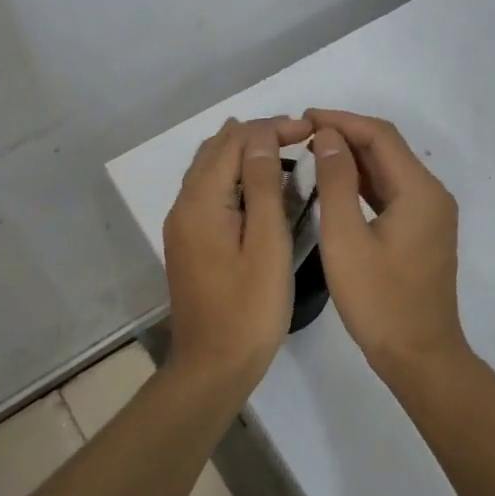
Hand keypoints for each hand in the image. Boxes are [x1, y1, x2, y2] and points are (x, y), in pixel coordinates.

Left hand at [163, 115, 312, 383]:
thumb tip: (261, 136)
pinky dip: (236, 178)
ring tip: (288, 156)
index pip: (234, 142)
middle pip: (217, 150)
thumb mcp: (266, 244)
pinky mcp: (190, 242)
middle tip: (301, 138)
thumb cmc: (249, 309)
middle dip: (258, 136)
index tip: (311, 131)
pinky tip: (263, 189)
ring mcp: (183, 225)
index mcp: (201, 202)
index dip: (272, 128)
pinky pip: (210, 193)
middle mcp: (184, 206)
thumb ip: (262, 186)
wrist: (213, 367)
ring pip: (211, 170)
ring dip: (246, 155)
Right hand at [307, 109, 471, 387]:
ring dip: (353, 159)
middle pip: (387, 149)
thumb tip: (330, 137)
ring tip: (312, 152)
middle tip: (303, 134)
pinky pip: (391, 194)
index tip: (304, 118)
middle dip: (347, 136)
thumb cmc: (379, 301)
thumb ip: (337, 182)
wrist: (419, 356)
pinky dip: (363, 183)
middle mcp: (432, 194)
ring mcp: (430, 215)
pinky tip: (335, 185)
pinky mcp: (422, 232)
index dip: (342, 121)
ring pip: (389, 171)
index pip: (380, 136)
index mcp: (420, 190)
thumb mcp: (346, 239)